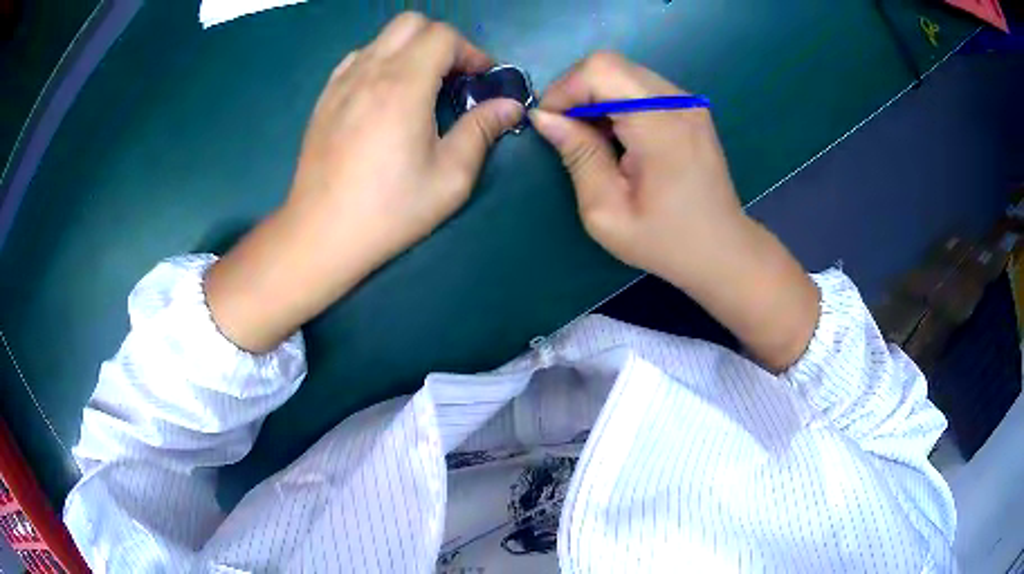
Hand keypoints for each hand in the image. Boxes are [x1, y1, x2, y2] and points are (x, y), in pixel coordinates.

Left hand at [205, 13, 523, 352]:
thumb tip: (510, 106)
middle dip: (442, 40)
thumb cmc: (389, 210)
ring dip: (410, 49)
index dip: (471, 52)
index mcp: (403, 85)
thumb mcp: (449, 177)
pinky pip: (357, 58)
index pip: (443, 36)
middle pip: (411, 23)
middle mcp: (369, 71)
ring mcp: (341, 83)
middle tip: (454, 77)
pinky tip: (385, 95)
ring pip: (382, 38)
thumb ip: (481, 131)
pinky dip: (381, 62)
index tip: (481, 80)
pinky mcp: (324, 98)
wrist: (320, 234)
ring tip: (421, 86)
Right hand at [529, 51, 743, 281]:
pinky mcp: (689, 108)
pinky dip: (616, 101)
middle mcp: (678, 101)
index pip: (600, 70)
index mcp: (660, 124)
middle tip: (566, 131)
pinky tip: (616, 136)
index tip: (550, 125)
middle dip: (575, 91)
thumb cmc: (666, 241)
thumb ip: (577, 155)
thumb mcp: (606, 211)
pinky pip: (640, 86)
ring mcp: (688, 101)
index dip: (564, 89)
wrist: (723, 251)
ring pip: (623, 72)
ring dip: (594, 96)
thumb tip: (544, 117)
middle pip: (609, 63)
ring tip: (591, 138)